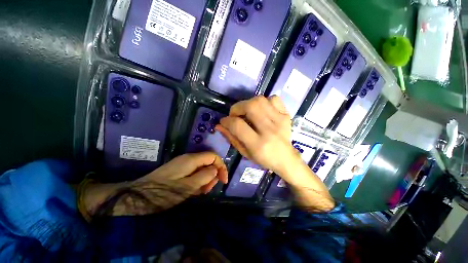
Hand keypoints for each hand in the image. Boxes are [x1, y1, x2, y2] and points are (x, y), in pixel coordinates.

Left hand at [81, 152, 227, 216]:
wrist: (137, 196)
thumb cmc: (162, 193)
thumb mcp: (186, 187)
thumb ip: (204, 176)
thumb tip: (215, 170)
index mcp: (191, 160)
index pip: (213, 157)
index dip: (221, 166)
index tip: (223, 181)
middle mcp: (189, 159)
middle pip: (208, 162)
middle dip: (212, 175)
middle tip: (208, 190)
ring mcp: (183, 164)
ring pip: (202, 168)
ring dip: (205, 179)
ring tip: (201, 192)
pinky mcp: (180, 170)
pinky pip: (194, 173)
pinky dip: (198, 181)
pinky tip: (194, 190)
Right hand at [216, 96, 333, 211]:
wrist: (286, 158)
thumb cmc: (263, 158)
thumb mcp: (244, 152)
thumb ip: (231, 138)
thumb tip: (219, 125)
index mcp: (258, 144)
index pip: (238, 125)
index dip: (226, 121)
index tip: (224, 121)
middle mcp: (269, 130)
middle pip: (250, 107)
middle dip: (237, 107)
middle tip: (235, 114)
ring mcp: (280, 121)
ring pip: (260, 100)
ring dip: (248, 103)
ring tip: (247, 112)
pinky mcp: (286, 115)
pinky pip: (274, 99)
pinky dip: (265, 102)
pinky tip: (262, 110)